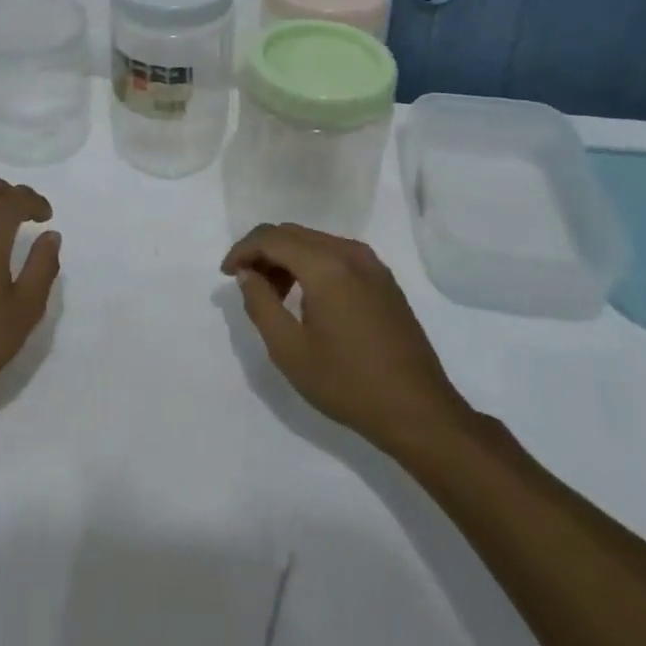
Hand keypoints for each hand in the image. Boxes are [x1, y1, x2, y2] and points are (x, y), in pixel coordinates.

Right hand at [222, 223, 475, 453]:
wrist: (419, 412)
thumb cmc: (348, 383)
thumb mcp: (289, 350)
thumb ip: (260, 304)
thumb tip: (248, 274)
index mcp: (326, 265)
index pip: (272, 238)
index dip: (242, 250)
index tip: (226, 274)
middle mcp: (350, 253)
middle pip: (293, 234)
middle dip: (263, 252)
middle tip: (246, 283)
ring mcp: (372, 264)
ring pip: (315, 242)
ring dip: (287, 258)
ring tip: (273, 294)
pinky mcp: (384, 280)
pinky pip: (337, 255)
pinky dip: (312, 264)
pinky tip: (307, 297)